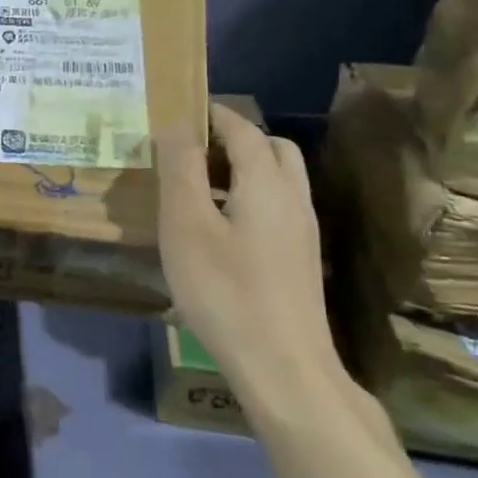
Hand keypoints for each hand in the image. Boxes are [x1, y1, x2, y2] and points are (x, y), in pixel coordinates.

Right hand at [157, 102, 339, 395]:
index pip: (242, 127)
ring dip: (241, 169)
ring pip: (277, 179)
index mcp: (267, 182)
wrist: (283, 367)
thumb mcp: (187, 224)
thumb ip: (181, 168)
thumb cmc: (225, 290)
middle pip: (270, 148)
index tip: (176, 110)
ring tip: (195, 187)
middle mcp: (293, 198)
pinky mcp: (299, 259)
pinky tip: (216, 228)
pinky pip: (275, 206)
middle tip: (189, 151)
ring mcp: (301, 231)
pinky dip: (248, 196)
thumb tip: (175, 124)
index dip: (211, 113)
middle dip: (231, 138)